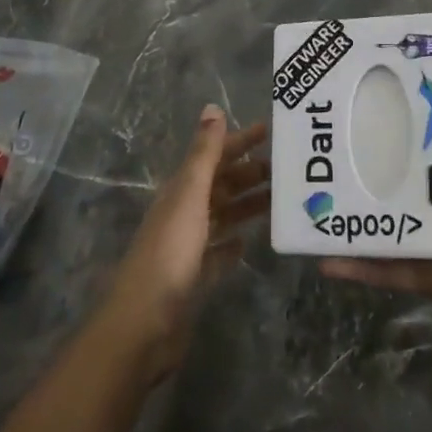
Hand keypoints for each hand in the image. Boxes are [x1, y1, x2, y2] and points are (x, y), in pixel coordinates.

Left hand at [101, 107, 269, 381]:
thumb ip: (204, 154)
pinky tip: (250, 242)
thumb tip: (212, 108)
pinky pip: (218, 253)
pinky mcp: (194, 278)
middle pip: (220, 185)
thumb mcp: (190, 196)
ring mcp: (187, 246)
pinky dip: (233, 244)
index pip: (214, 156)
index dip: (239, 141)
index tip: (271, 131)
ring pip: (223, 215)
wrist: (144, 323)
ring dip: (247, 204)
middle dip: (250, 173)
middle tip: (287, 169)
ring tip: (280, 200)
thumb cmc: (169, 253)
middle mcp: (183, 212)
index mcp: (181, 190)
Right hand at [322, 70, 431, 354]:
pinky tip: (324, 258)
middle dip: (368, 157)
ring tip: (313, 192)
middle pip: (402, 173)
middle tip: (329, 135)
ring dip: (352, 208)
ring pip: (387, 218)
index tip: (380, 87)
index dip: (412, 111)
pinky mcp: (429, 273)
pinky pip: (389, 268)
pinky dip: (358, 266)